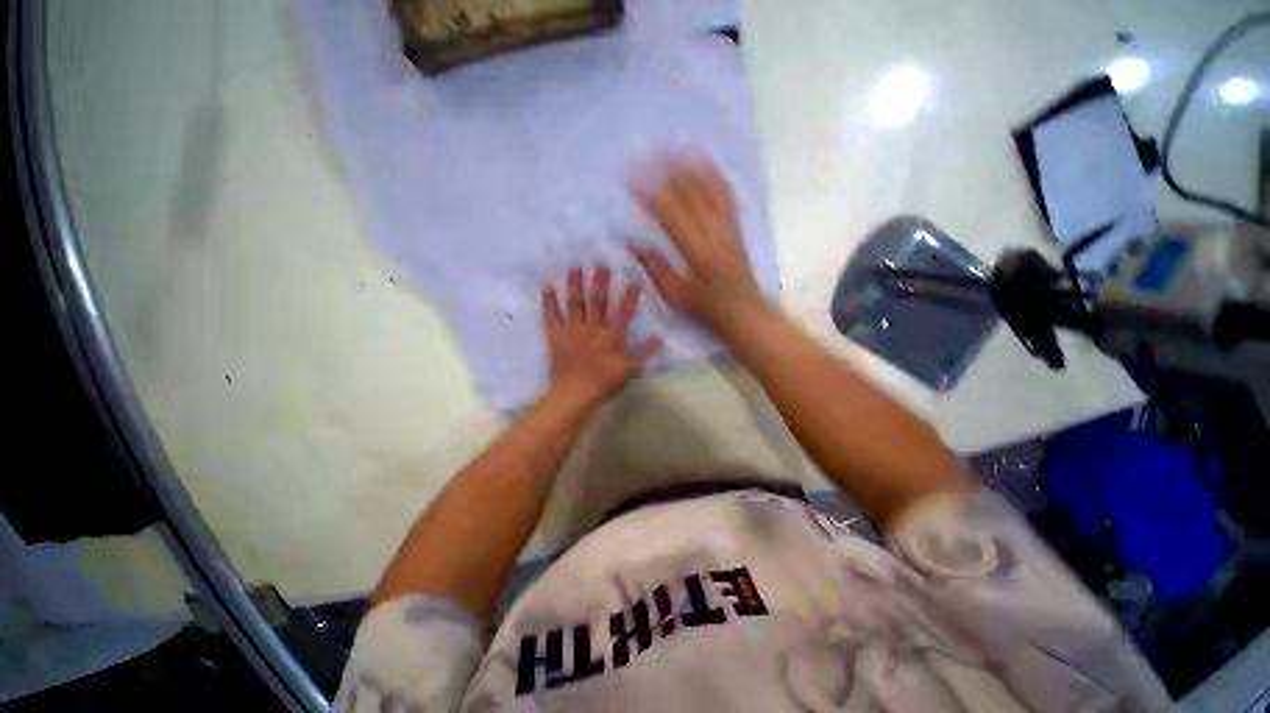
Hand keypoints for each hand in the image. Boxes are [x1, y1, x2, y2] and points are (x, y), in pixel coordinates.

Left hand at [542, 266, 661, 407]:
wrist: (574, 394)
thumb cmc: (603, 383)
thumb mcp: (628, 370)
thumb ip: (643, 353)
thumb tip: (659, 338)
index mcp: (610, 337)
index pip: (623, 312)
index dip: (629, 296)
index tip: (635, 279)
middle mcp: (591, 329)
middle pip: (597, 302)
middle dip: (600, 283)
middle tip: (601, 265)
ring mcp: (571, 330)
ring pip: (574, 304)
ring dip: (574, 285)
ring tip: (575, 268)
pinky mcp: (555, 336)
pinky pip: (550, 316)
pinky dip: (548, 302)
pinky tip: (547, 287)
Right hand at [633, 156, 761, 325]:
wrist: (745, 312)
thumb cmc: (707, 310)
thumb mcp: (676, 296)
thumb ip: (655, 267)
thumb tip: (633, 241)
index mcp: (696, 253)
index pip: (670, 214)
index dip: (650, 193)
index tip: (632, 177)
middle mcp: (714, 234)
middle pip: (690, 194)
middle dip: (667, 170)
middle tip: (646, 152)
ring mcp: (728, 227)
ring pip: (710, 189)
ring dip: (691, 165)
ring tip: (674, 145)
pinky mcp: (737, 227)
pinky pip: (727, 195)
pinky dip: (715, 174)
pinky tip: (707, 160)